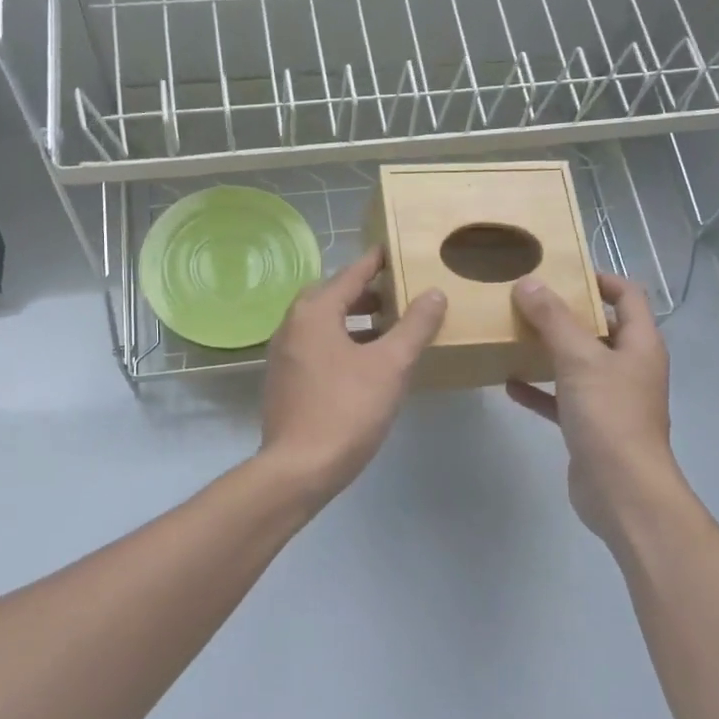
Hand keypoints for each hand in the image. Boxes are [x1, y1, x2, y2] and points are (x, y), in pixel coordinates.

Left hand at [260, 247, 446, 500]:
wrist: (299, 468)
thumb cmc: (347, 409)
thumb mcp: (390, 365)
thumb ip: (414, 326)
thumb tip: (434, 293)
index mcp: (313, 312)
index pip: (351, 274)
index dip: (376, 262)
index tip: (395, 250)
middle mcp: (292, 326)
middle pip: (333, 297)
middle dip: (366, 293)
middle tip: (399, 294)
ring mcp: (284, 356)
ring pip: (324, 325)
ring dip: (355, 320)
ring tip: (389, 329)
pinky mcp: (285, 382)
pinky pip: (317, 348)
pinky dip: (342, 343)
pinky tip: (367, 363)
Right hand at [506, 272, 685, 548]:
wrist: (621, 489)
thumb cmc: (609, 415)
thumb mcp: (579, 359)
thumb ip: (553, 319)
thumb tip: (529, 283)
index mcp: (640, 344)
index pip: (628, 296)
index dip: (600, 279)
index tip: (562, 272)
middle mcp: (629, 367)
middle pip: (600, 329)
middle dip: (566, 314)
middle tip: (528, 300)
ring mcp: (611, 398)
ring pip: (579, 364)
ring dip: (551, 350)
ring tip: (515, 333)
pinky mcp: (591, 426)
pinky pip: (563, 398)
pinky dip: (540, 389)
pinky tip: (510, 383)